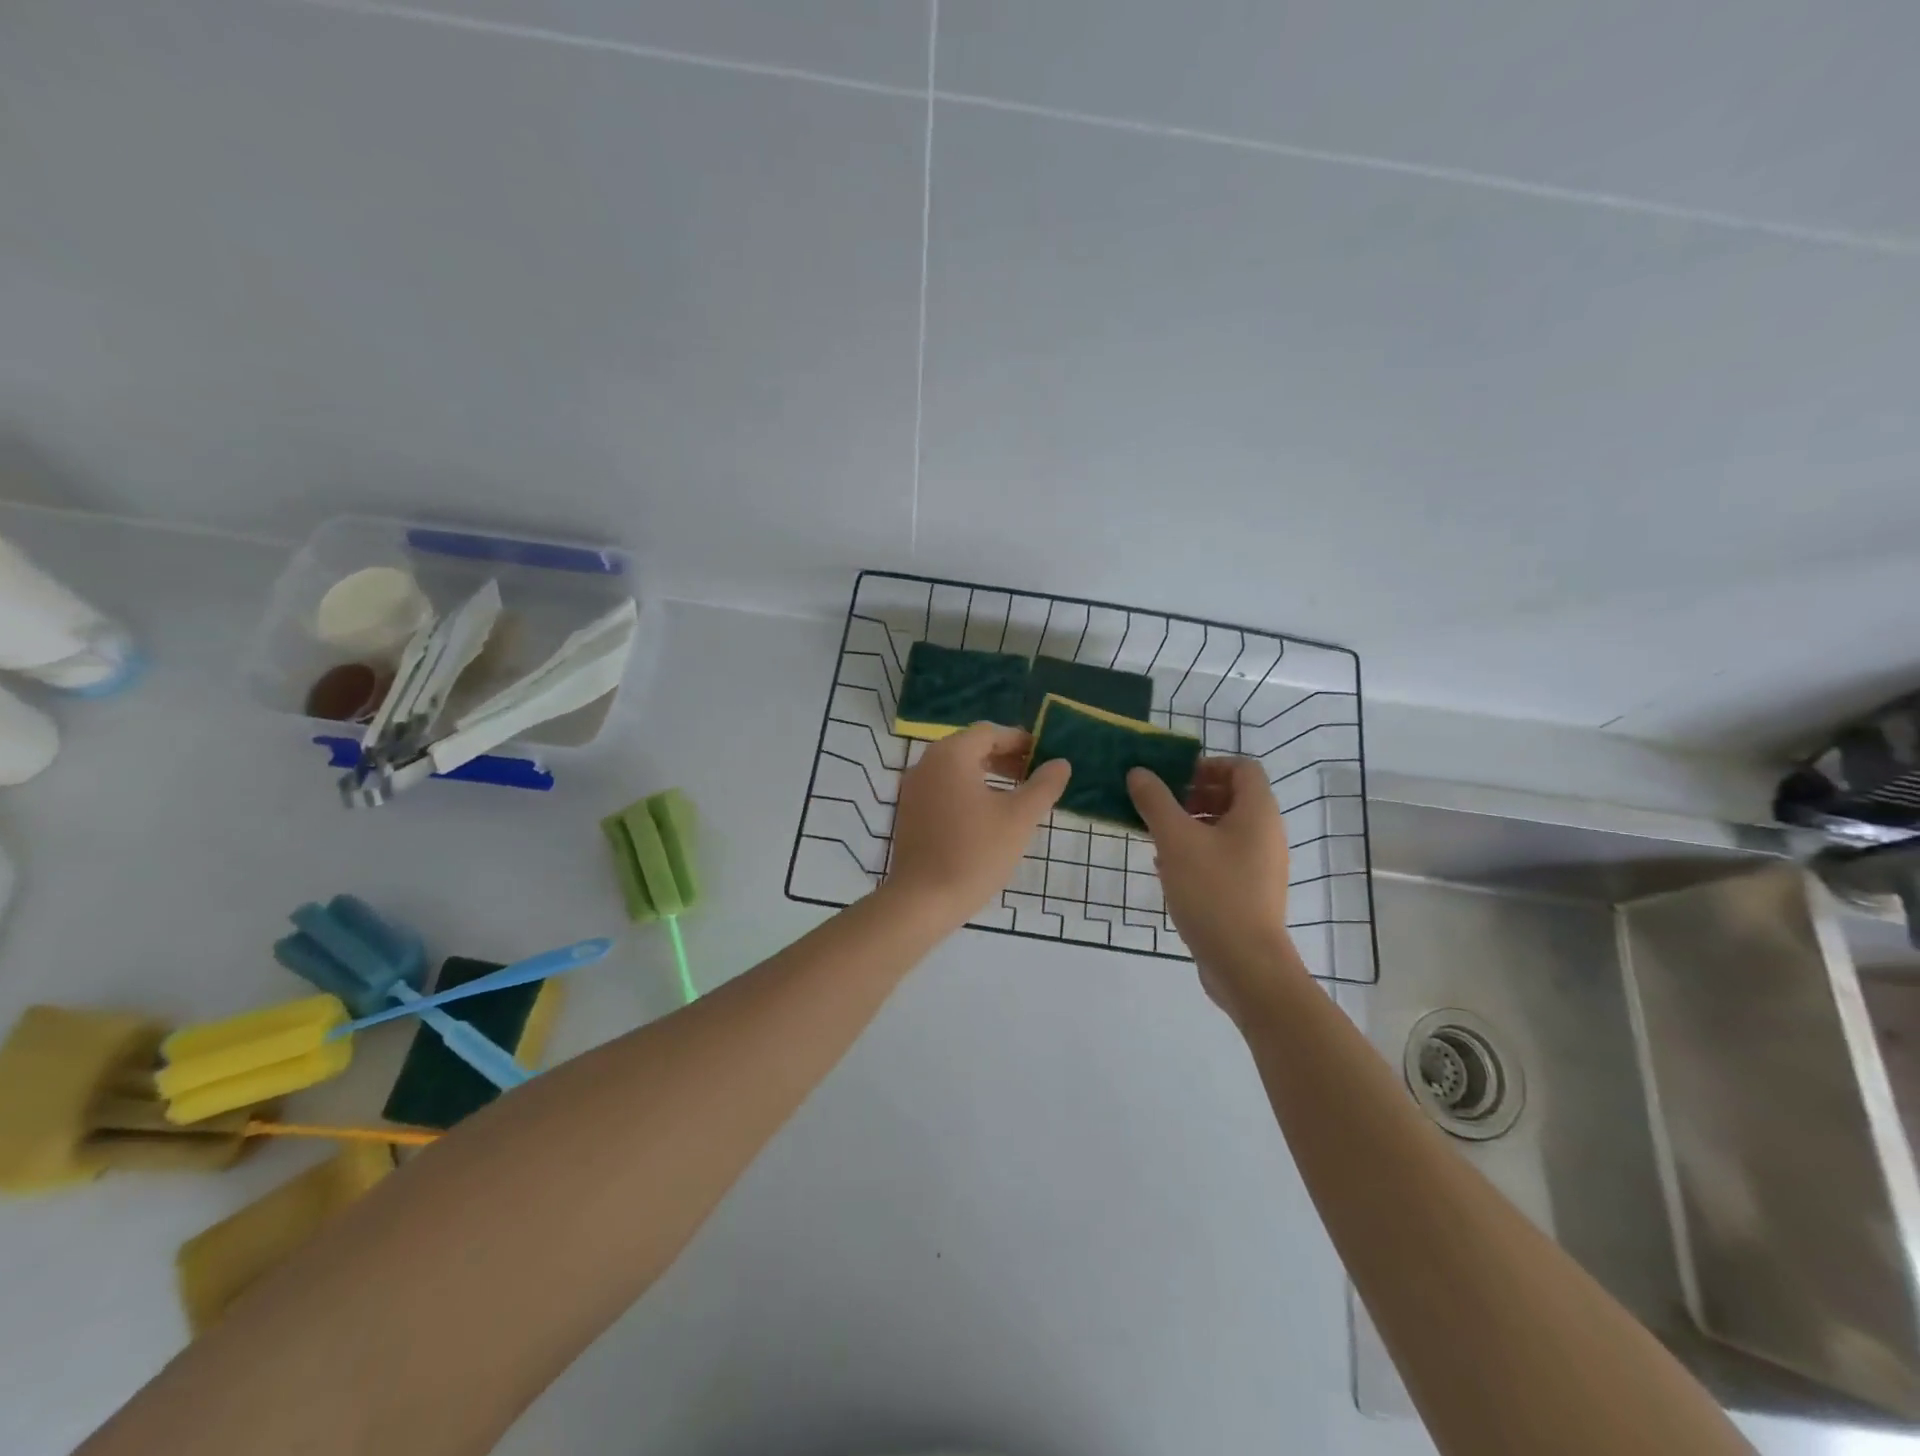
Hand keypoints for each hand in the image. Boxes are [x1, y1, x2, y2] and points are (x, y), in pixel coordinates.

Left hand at [885, 723, 1070, 927]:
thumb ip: (1044, 785)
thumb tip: (1060, 763)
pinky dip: (967, 792)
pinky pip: (943, 789)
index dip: (1020, 741)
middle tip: (1034, 776)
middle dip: (1005, 758)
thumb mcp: (1019, 817)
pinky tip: (987, 817)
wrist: (923, 900)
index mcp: (951, 755)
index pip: (990, 733)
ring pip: (956, 769)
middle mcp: (926, 763)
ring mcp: (913, 789)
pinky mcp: (909, 813)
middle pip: (971, 747)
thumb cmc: (975, 853)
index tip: (1045, 758)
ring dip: (988, 775)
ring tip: (1016, 797)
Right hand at [1127, 757, 1296, 1018]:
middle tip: (1160, 805)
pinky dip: (1198, 851)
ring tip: (1158, 836)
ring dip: (1192, 824)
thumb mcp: (1175, 840)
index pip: (1242, 767)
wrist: (1245, 964)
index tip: (1174, 778)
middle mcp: (1266, 833)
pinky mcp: (1251, 891)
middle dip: (1194, 794)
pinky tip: (1168, 867)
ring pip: (1226, 828)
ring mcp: (1261, 864)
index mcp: (1258, 812)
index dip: (1208, 764)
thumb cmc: (1213, 891)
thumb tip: (1139, 772)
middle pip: (1234, 796)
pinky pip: (1225, 856)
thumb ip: (1155, 801)